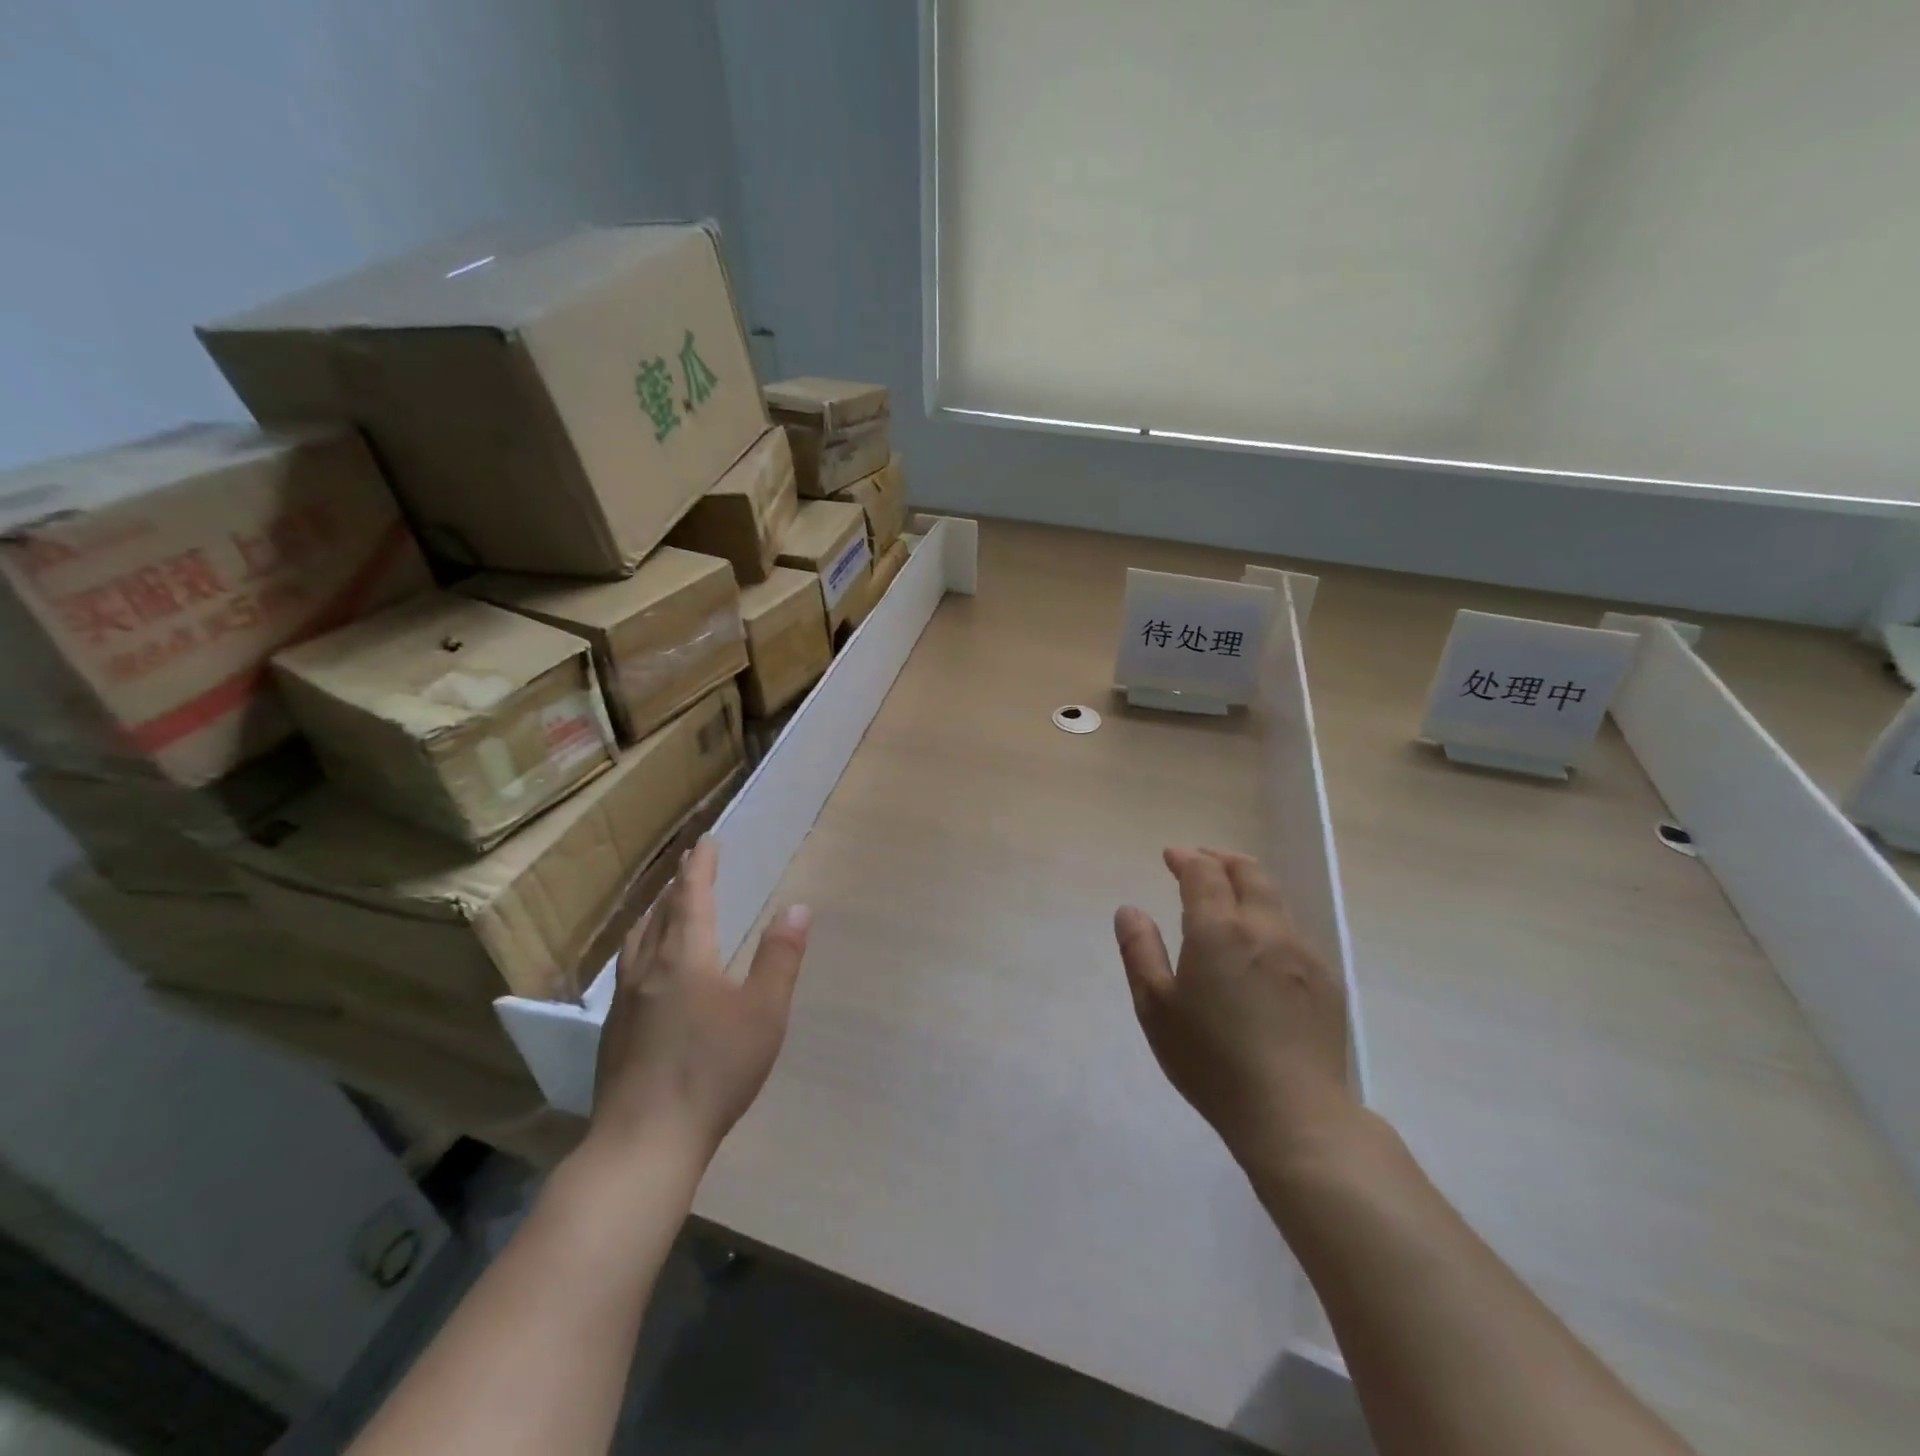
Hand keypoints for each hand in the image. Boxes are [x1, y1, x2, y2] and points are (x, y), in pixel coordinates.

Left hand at [589, 836, 810, 1165]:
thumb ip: (780, 957)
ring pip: (637, 941)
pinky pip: (628, 968)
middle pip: (660, 914)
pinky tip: (646, 969)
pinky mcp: (614, 1032)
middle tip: (689, 866)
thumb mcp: (764, 1012)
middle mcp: (649, 969)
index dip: (700, 867)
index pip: (692, 897)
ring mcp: (625, 1002)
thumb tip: (797, 907)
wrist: (645, 1141)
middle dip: (677, 885)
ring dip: (653, 914)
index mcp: (685, 957)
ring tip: (663, 907)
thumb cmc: (713, 1070)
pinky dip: (641, 946)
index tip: (706, 842)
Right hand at [1115, 848, 1356, 1169]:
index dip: (1186, 858)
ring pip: (1276, 899)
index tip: (1171, 856)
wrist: (1294, 1114)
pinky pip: (1294, 931)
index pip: (1203, 873)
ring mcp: (1302, 952)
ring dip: (1248, 885)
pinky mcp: (1327, 979)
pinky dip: (1271, 918)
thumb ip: (1139, 951)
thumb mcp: (1156, 1008)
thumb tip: (1129, 909)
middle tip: (1201, 861)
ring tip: (1229, 896)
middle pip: (1249, 872)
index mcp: (1219, 930)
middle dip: (1221, 859)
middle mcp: (1265, 928)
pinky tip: (1260, 945)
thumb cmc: (1211, 1061)